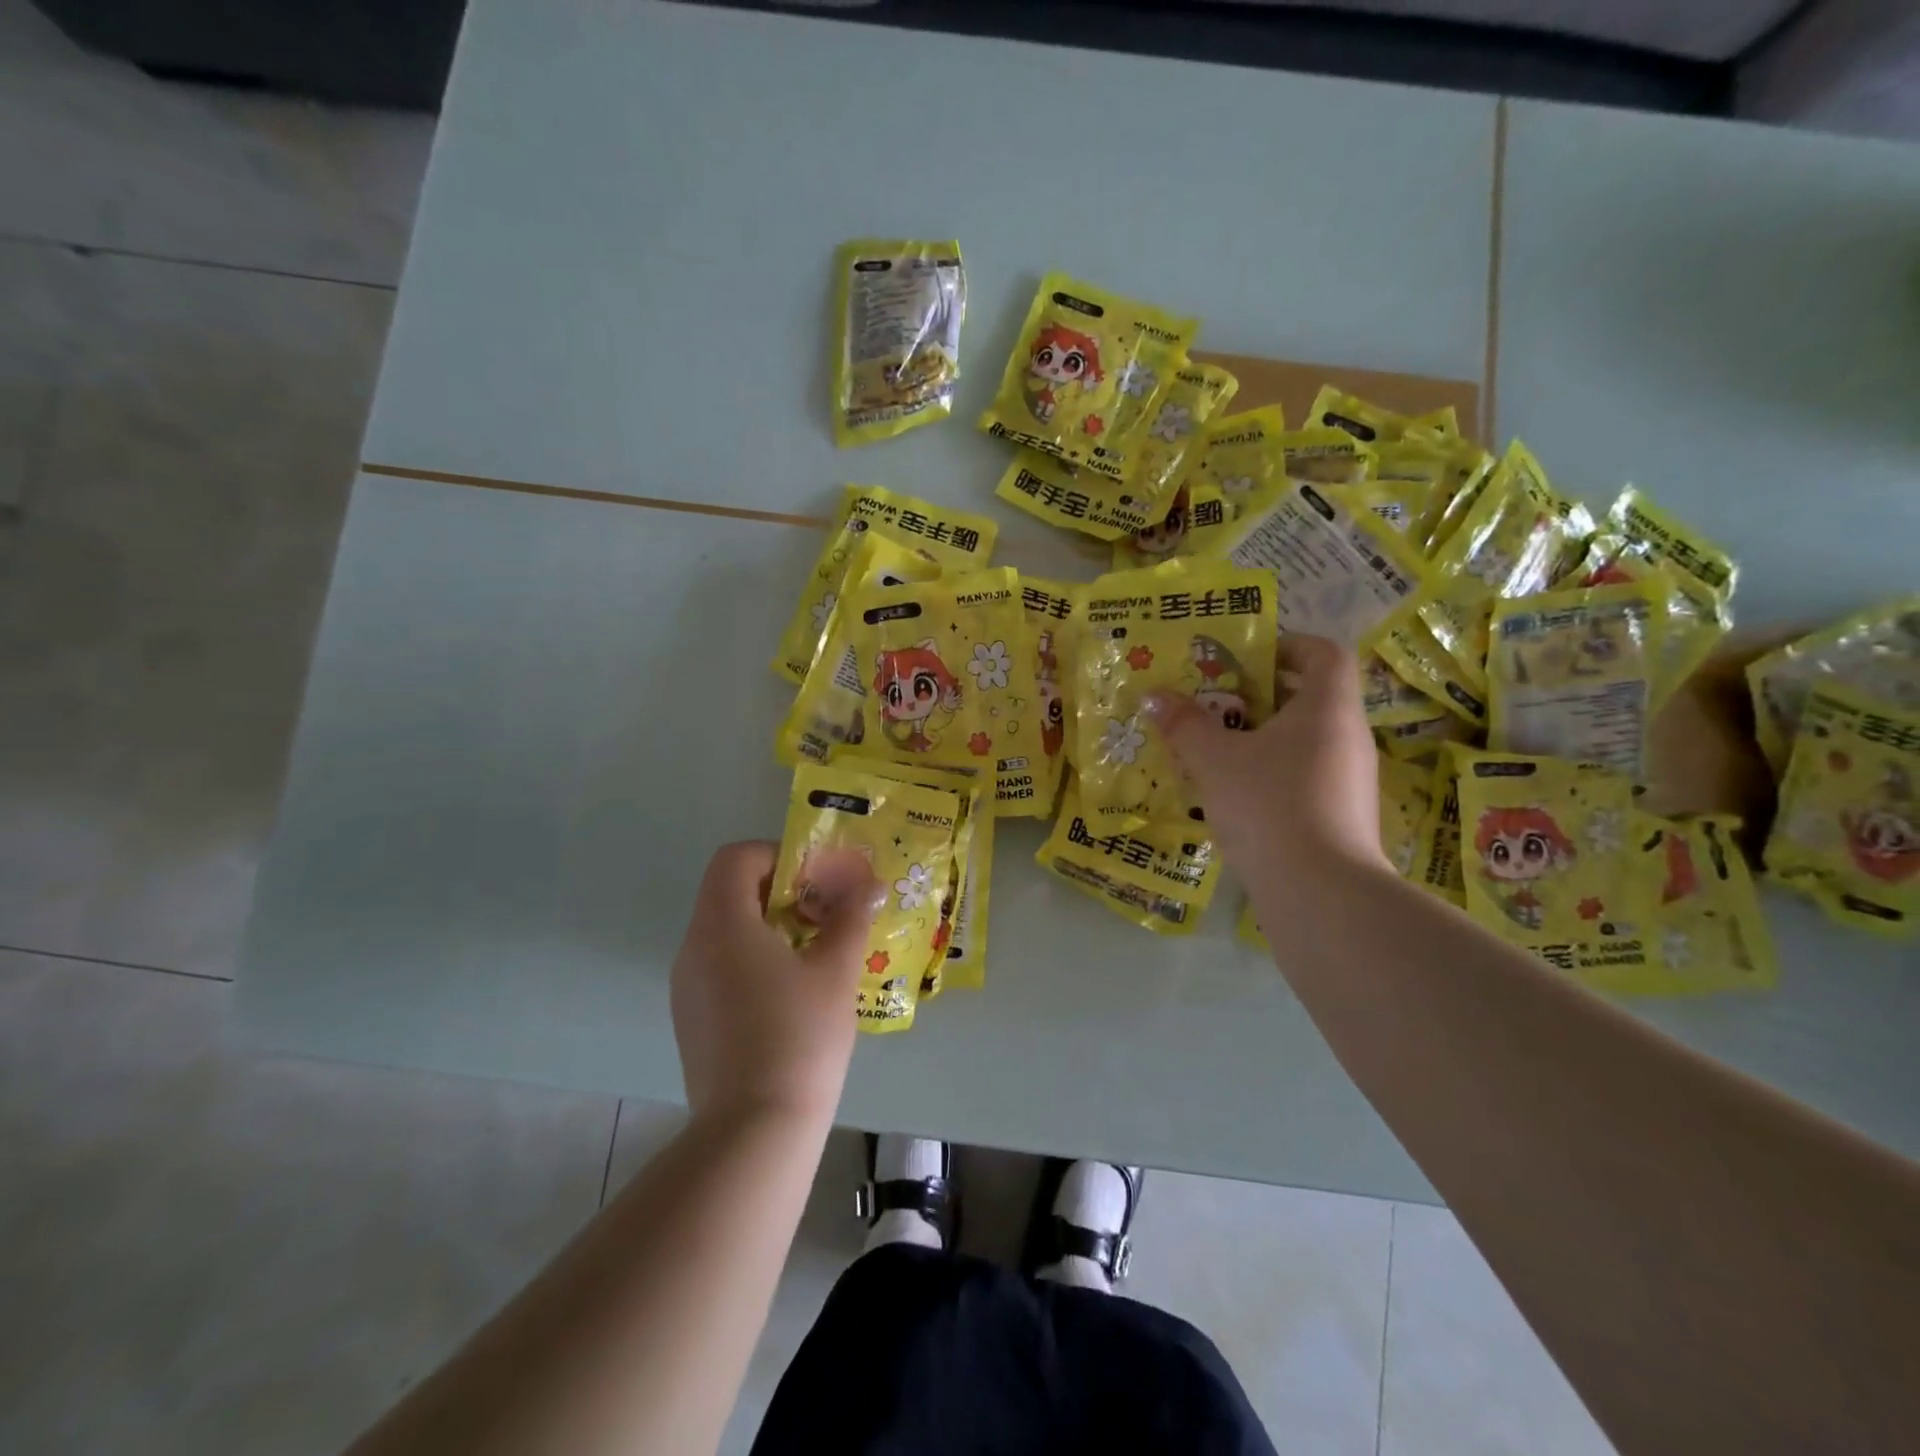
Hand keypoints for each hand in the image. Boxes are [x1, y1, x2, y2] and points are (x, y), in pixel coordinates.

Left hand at [670, 842, 881, 1125]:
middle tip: (826, 914)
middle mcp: (693, 947)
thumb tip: (867, 882)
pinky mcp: (691, 1018)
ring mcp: (687, 986)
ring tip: (816, 953)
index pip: (736, 858)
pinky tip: (792, 992)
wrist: (754, 1131)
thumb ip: (851, 916)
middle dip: (782, 891)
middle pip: (730, 891)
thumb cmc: (799, 1037)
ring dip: (770, 925)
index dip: (779, 855)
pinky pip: (720, 964)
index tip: (818, 880)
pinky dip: (754, 957)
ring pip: (726, 929)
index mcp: (722, 924)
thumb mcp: (836, 970)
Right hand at [1146, 634, 1385, 882]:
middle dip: (1263, 695)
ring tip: (1218, 750)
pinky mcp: (1342, 817)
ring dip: (1264, 738)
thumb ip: (1184, 724)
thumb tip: (1154, 696)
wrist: (1320, 892)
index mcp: (1327, 708)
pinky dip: (1274, 774)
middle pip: (1313, 697)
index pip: (1325, 654)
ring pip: (1306, 741)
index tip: (1249, 657)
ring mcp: (1351, 781)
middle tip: (1218, 702)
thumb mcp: (1214, 760)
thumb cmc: (1268, 804)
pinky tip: (1237, 795)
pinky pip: (1306, 777)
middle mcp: (1348, 737)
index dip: (1290, 645)